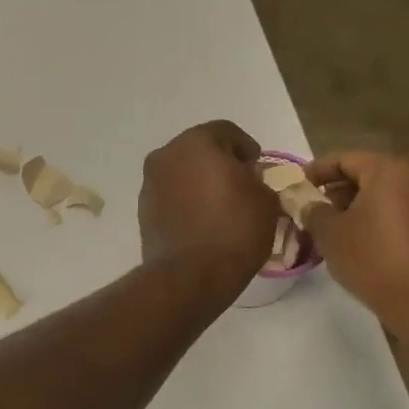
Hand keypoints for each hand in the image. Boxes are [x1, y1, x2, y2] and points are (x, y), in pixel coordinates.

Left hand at [138, 121, 277, 299]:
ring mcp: (150, 183)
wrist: (190, 276)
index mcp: (196, 142)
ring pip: (182, 173)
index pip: (227, 132)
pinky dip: (186, 201)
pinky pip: (171, 196)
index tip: (257, 168)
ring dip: (199, 182)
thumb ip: (256, 179)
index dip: (247, 148)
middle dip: (220, 163)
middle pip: (199, 150)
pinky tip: (202, 221)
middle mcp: (166, 155)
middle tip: (240, 185)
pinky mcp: (143, 210)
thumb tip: (244, 180)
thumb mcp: (265, 199)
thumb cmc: (234, 230)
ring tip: (220, 206)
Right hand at [300, 152, 408, 336]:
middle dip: (341, 192)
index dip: (317, 171)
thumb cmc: (374, 258)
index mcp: (391, 169)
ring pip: (392, 197)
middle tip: (317, 213)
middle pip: (372, 175)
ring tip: (340, 233)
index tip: (299, 187)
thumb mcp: (330, 234)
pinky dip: (386, 224)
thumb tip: (310, 205)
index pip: (346, 158)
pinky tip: (369, 248)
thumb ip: (314, 212)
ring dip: (364, 209)